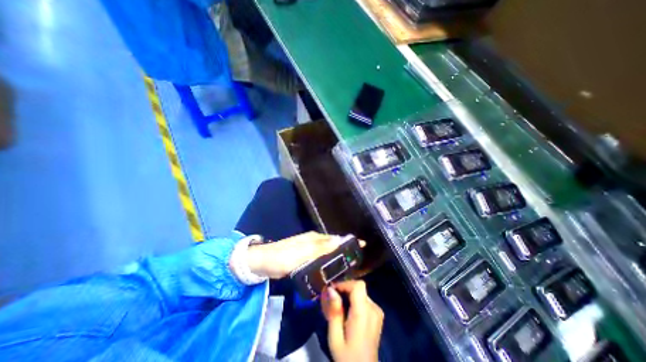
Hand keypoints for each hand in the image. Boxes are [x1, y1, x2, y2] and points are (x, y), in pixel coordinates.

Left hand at [246, 232, 348, 279]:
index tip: (362, 246)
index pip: (336, 238)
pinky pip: (320, 258)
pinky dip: (327, 262)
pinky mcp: (303, 257)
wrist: (262, 262)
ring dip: (336, 256)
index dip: (348, 241)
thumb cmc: (283, 256)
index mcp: (315, 238)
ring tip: (347, 267)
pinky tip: (330, 269)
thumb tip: (341, 240)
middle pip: (333, 244)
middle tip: (357, 261)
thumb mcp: (303, 251)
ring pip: (327, 251)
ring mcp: (308, 249)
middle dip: (345, 250)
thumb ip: (322, 247)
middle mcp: (314, 241)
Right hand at [319, 280, 378, 361]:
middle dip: (345, 290)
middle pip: (359, 288)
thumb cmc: (347, 357)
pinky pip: (365, 299)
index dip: (345, 284)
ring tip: (340, 306)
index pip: (358, 286)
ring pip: (361, 293)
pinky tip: (349, 312)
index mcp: (363, 314)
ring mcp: (378, 312)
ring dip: (350, 295)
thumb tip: (331, 289)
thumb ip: (334, 311)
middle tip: (333, 299)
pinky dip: (355, 300)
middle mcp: (373, 309)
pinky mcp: (378, 315)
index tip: (333, 290)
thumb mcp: (335, 337)